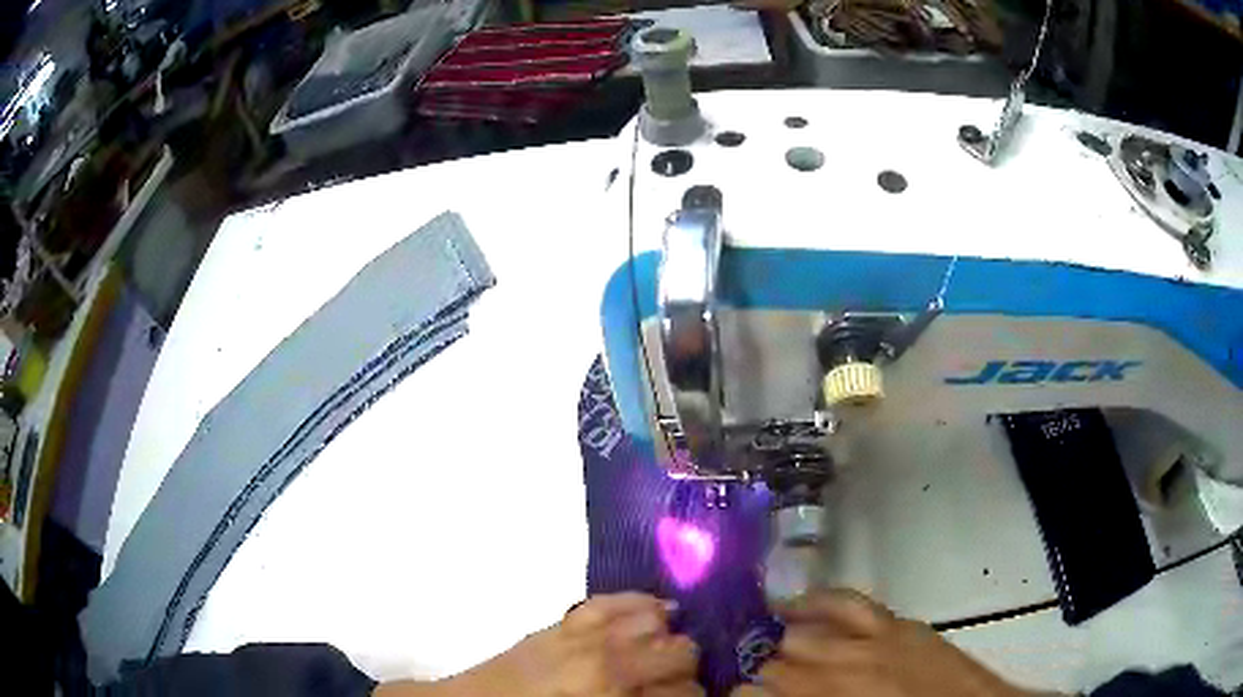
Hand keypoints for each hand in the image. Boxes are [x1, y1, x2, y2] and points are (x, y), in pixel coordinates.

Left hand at [379, 593, 700, 696]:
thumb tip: (673, 694)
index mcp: (615, 694)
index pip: (686, 691)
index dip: (695, 696)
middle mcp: (609, 661)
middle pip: (682, 652)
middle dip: (687, 669)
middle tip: (678, 681)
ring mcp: (586, 635)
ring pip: (656, 620)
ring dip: (668, 636)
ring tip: (664, 648)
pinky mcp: (565, 621)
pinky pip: (613, 600)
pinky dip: (639, 603)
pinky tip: (654, 609)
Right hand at [732, 590, 1049, 696]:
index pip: (757, 693)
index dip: (732, 692)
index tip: (721, 691)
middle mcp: (837, 674)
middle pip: (772, 663)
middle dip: (748, 668)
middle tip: (732, 670)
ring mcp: (867, 644)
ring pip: (802, 631)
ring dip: (770, 635)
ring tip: (746, 632)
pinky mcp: (894, 625)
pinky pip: (846, 603)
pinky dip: (815, 601)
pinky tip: (794, 603)